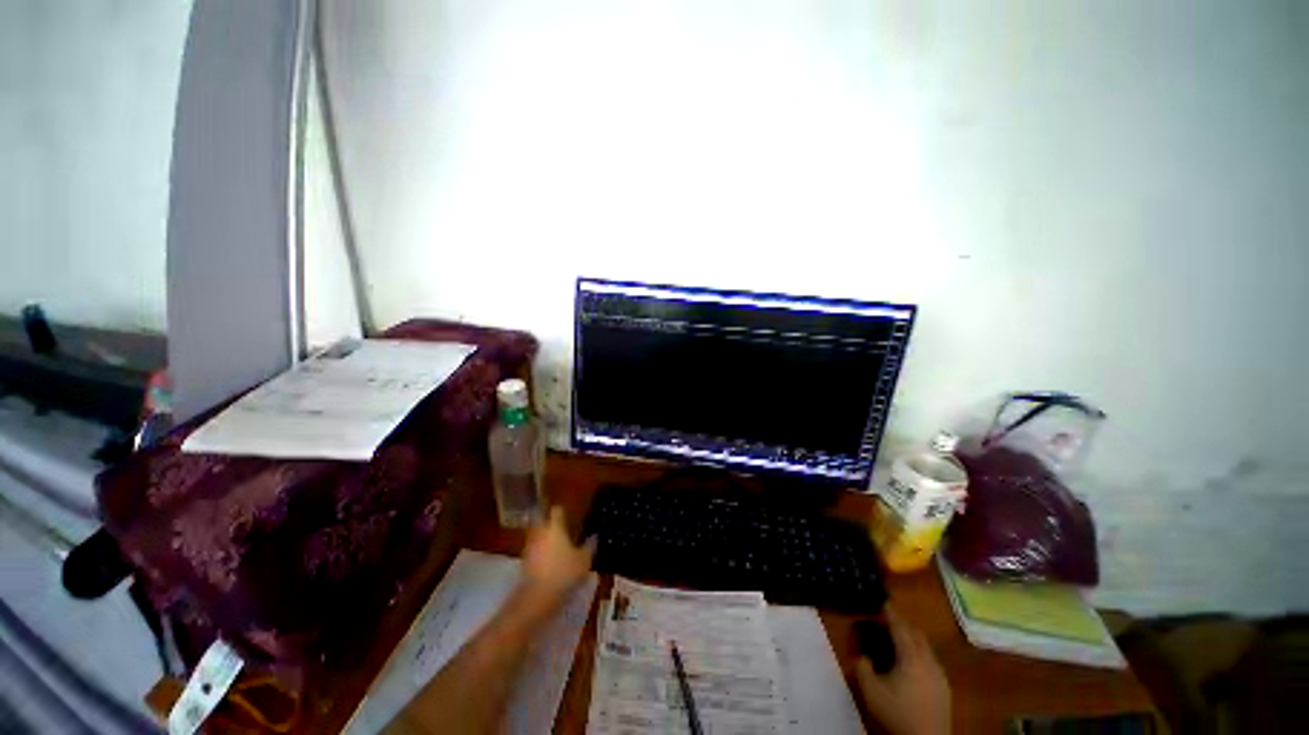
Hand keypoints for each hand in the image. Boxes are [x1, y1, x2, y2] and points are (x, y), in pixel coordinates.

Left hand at [520, 507, 596, 607]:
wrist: (536, 597)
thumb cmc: (564, 572)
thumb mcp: (584, 560)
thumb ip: (590, 545)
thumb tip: (594, 536)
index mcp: (555, 527)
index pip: (557, 510)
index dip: (563, 512)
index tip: (570, 518)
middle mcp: (540, 532)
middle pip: (544, 521)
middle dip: (552, 525)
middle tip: (564, 532)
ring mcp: (530, 546)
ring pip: (538, 536)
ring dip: (546, 539)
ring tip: (558, 549)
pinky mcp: (524, 562)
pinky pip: (535, 551)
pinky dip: (541, 554)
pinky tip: (550, 564)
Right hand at [856, 607, 950, 734]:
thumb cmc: (898, 712)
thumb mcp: (871, 691)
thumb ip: (863, 668)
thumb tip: (862, 656)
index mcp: (911, 656)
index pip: (900, 628)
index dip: (890, 614)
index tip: (883, 602)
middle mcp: (928, 660)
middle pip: (917, 634)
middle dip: (903, 625)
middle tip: (887, 621)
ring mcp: (940, 674)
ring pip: (926, 648)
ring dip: (912, 640)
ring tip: (897, 642)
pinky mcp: (944, 687)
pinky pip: (931, 661)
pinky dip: (919, 654)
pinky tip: (910, 666)